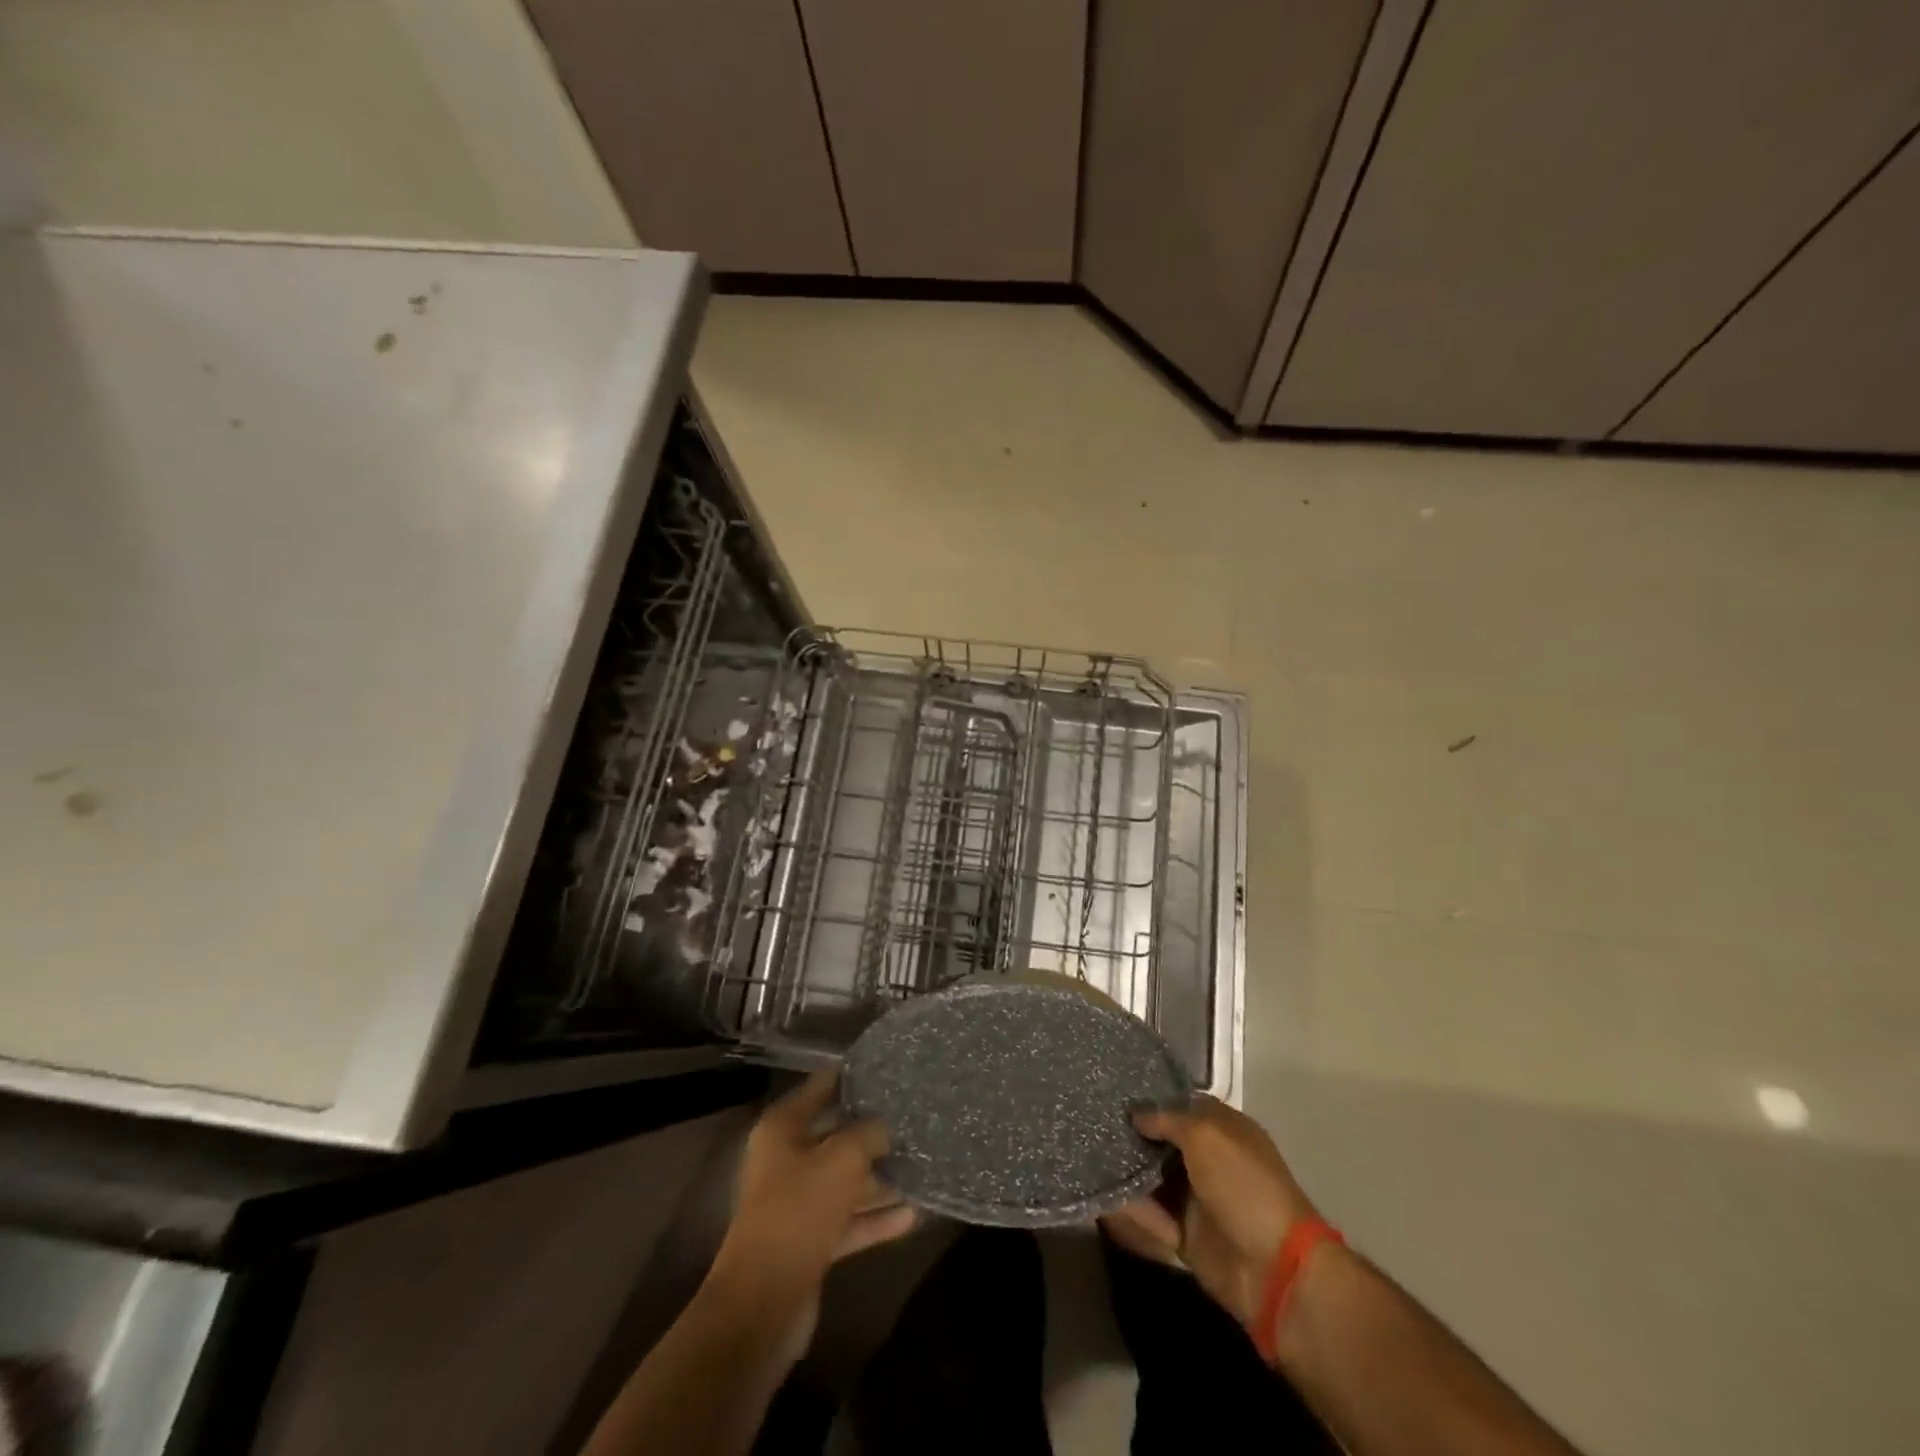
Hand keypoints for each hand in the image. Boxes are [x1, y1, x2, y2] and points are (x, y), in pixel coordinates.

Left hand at [705, 1069, 916, 1361]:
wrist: (763, 1304)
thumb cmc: (798, 1211)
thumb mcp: (842, 1160)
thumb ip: (869, 1133)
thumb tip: (888, 1125)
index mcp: (783, 1129)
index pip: (821, 1086)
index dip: (852, 1074)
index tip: (888, 1065)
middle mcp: (787, 1159)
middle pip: (837, 1134)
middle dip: (874, 1129)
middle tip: (915, 1117)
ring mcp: (799, 1202)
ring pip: (846, 1180)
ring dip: (880, 1177)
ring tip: (923, 1165)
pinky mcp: (811, 1241)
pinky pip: (850, 1219)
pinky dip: (876, 1217)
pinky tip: (914, 1215)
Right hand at [1101, 1096, 1316, 1328]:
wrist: (1273, 1268)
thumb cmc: (1243, 1185)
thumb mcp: (1205, 1136)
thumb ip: (1167, 1119)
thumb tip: (1136, 1115)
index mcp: (1224, 1130)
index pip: (1182, 1105)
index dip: (1153, 1100)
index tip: (1116, 1094)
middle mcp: (1210, 1160)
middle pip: (1164, 1142)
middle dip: (1134, 1136)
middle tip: (1094, 1122)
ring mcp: (1199, 1198)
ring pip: (1154, 1179)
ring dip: (1128, 1172)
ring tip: (1088, 1156)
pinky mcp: (1187, 1235)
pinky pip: (1153, 1217)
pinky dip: (1133, 1210)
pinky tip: (1103, 1197)